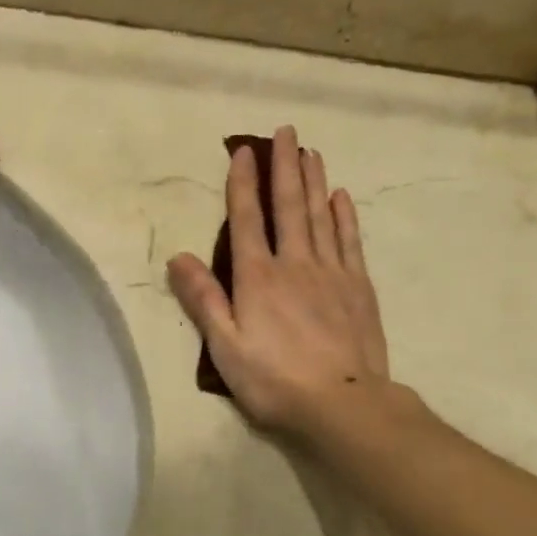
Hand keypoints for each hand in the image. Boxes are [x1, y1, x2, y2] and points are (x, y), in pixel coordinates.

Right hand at [167, 125, 388, 437]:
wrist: (344, 404)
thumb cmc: (275, 381)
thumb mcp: (226, 348)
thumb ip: (204, 300)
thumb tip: (178, 257)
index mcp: (258, 278)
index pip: (247, 220)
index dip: (243, 183)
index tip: (244, 151)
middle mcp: (294, 264)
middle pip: (289, 206)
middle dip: (285, 166)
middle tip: (287, 131)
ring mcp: (331, 272)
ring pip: (320, 216)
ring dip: (314, 181)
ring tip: (311, 152)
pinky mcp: (358, 287)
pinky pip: (349, 241)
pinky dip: (343, 216)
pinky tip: (341, 196)